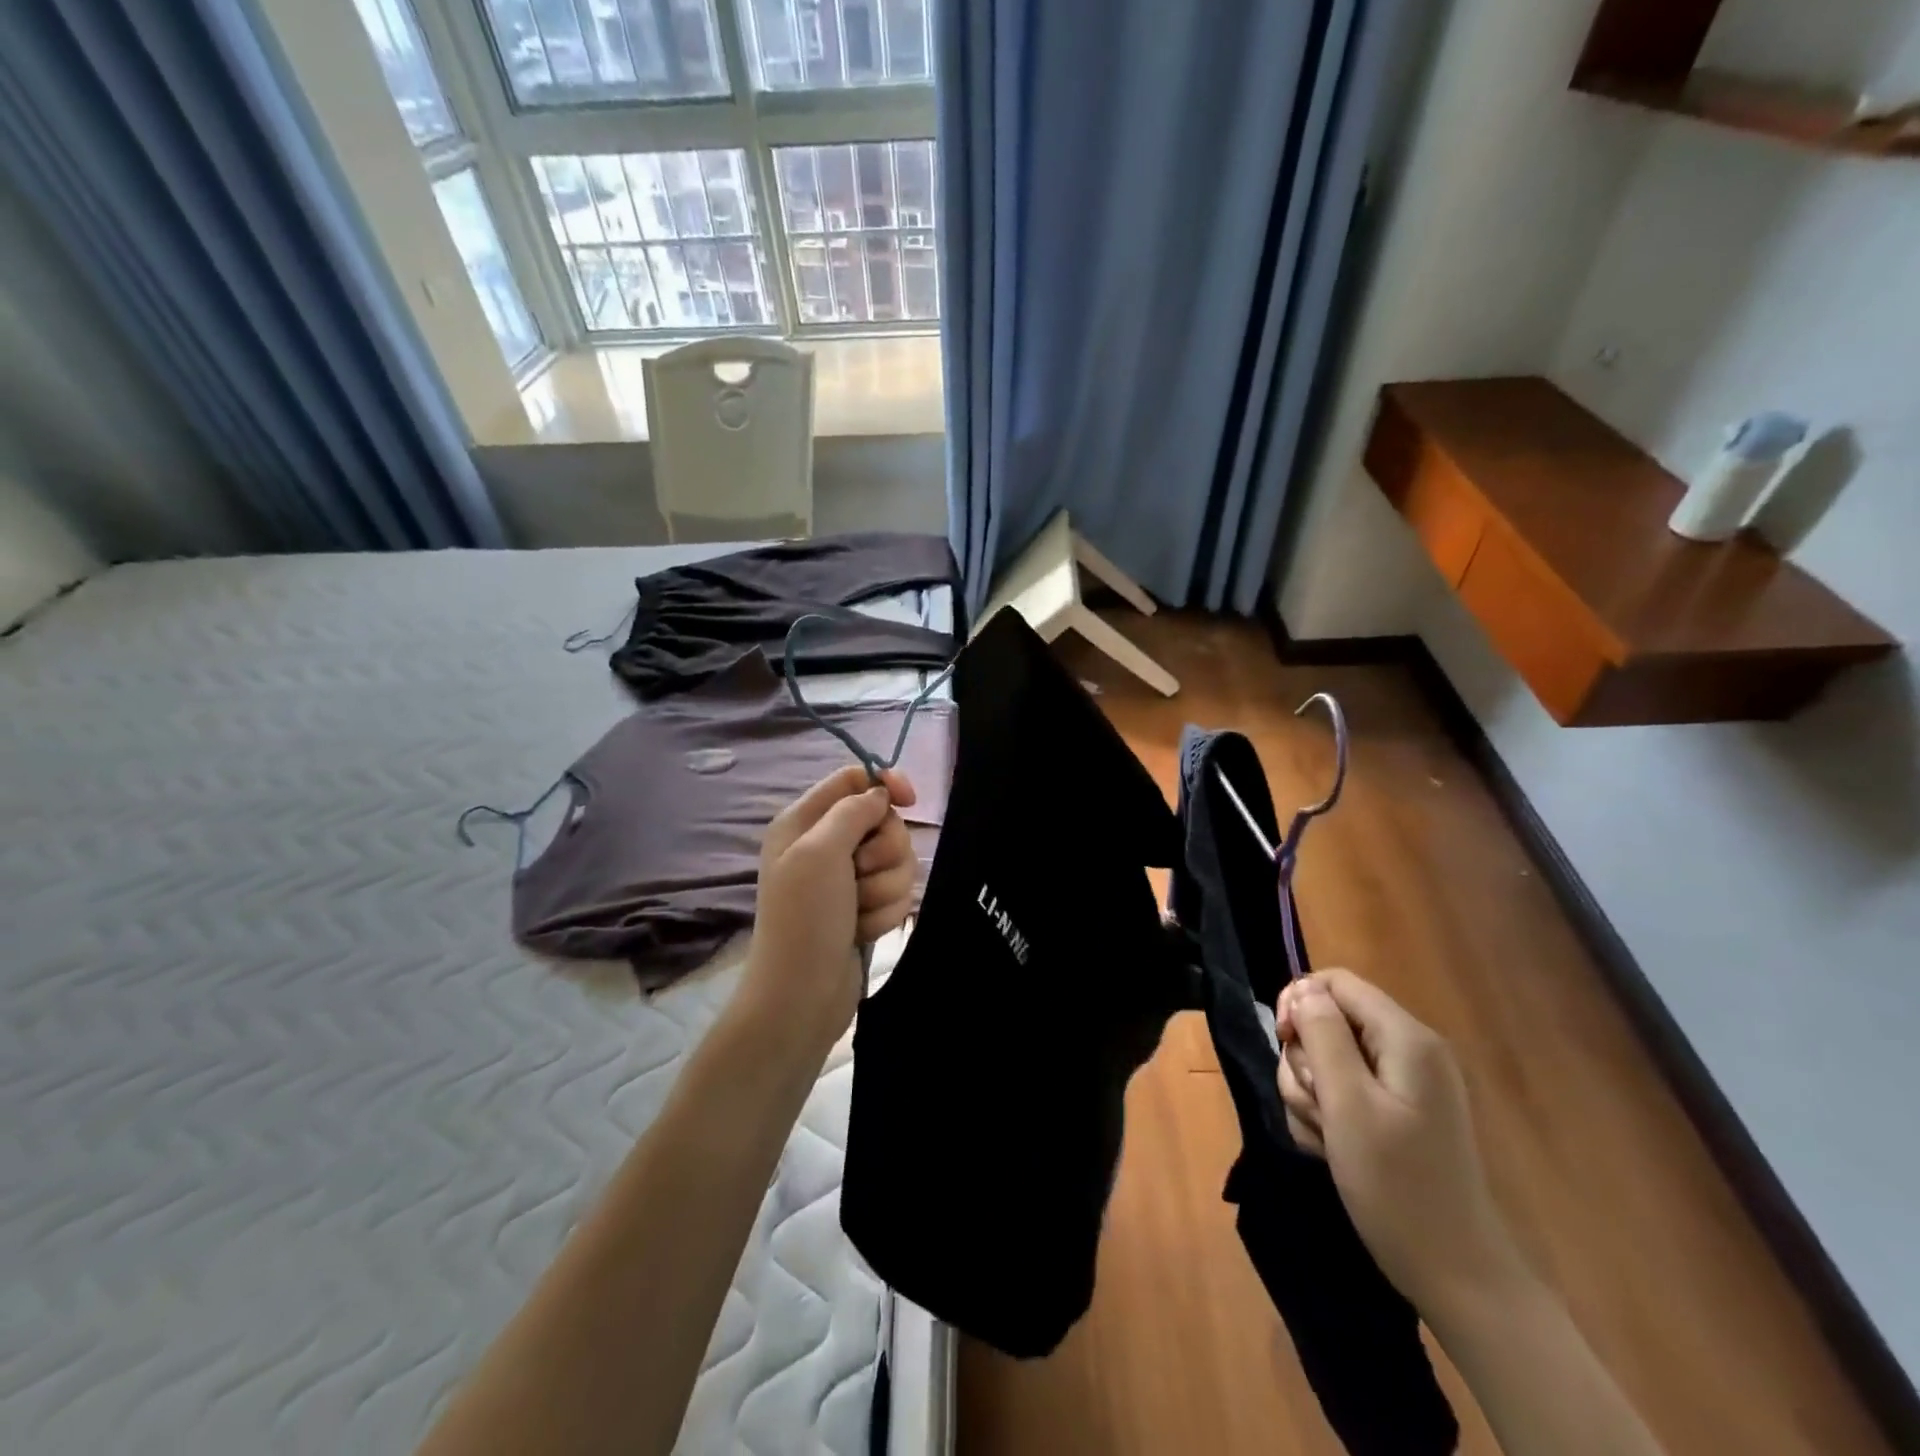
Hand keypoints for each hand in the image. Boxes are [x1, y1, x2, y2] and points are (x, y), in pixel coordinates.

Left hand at [740, 765, 918, 1054]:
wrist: (801, 996)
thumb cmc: (803, 917)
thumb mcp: (820, 851)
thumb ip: (852, 810)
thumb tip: (880, 794)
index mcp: (804, 821)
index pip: (853, 778)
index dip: (885, 784)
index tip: (910, 802)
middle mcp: (825, 844)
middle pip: (884, 821)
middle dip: (885, 851)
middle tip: (861, 874)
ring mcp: (846, 879)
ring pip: (897, 860)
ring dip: (885, 888)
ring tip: (859, 911)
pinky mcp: (864, 907)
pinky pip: (897, 893)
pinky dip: (885, 912)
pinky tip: (862, 930)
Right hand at [1277, 969, 1526, 1319]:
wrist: (1456, 1278)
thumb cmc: (1398, 1186)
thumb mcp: (1348, 1104)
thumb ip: (1323, 1035)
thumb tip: (1303, 989)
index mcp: (1405, 1038)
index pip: (1336, 982)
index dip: (1299, 1002)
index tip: (1284, 1042)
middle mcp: (1406, 1051)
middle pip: (1326, 1022)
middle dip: (1306, 1061)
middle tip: (1319, 1108)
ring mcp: (1401, 1085)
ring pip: (1325, 1061)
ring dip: (1310, 1095)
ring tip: (1328, 1138)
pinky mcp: (1393, 1114)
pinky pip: (1339, 1093)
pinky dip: (1325, 1117)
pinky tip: (1333, 1150)